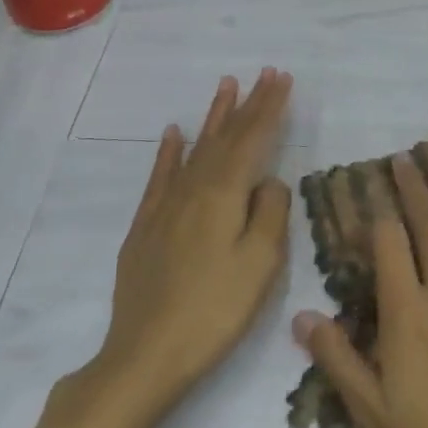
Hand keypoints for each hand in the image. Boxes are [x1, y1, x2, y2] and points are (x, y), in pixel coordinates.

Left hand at [75, 69, 293, 420]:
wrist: (146, 353)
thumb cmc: (215, 310)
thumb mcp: (261, 263)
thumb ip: (271, 213)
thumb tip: (270, 181)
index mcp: (224, 195)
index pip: (252, 140)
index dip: (269, 108)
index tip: (282, 78)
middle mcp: (193, 189)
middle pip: (225, 138)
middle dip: (247, 104)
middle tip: (264, 74)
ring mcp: (165, 207)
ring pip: (194, 150)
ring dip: (213, 117)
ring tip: (225, 86)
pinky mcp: (145, 227)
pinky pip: (160, 177)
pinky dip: (170, 152)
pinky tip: (175, 133)